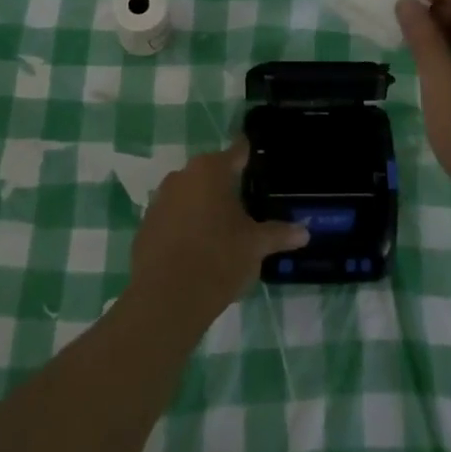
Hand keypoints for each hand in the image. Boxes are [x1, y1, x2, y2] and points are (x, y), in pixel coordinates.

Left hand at [129, 146, 309, 321]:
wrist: (166, 299)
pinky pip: (171, 217)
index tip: (257, 159)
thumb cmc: (219, 259)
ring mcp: (159, 200)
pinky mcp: (145, 226)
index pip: (236, 152)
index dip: (248, 155)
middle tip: (245, 204)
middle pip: (210, 173)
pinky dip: (184, 226)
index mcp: (211, 170)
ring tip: (222, 229)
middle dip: (225, 185)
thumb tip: (305, 231)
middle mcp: (182, 176)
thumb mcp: (256, 246)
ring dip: (202, 205)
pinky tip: (196, 248)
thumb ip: (279, 234)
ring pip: (188, 195)